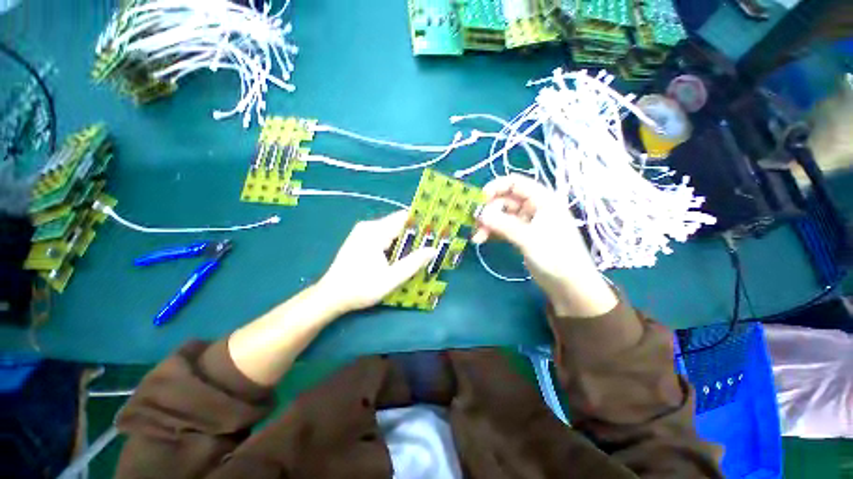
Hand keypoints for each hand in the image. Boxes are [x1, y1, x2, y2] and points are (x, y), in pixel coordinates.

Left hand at [316, 210, 437, 313]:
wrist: (330, 297)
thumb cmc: (360, 288)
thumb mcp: (391, 279)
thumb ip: (413, 263)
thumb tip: (433, 250)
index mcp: (375, 231)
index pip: (403, 218)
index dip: (421, 222)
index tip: (436, 230)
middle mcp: (368, 227)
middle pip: (398, 224)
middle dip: (415, 234)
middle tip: (431, 244)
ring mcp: (362, 232)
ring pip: (391, 231)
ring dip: (405, 240)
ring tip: (420, 252)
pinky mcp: (360, 240)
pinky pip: (383, 236)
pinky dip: (394, 244)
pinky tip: (401, 256)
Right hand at [472, 175, 616, 316]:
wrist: (570, 286)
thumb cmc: (556, 257)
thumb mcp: (529, 238)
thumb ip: (503, 224)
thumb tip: (479, 213)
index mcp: (542, 199)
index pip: (515, 183)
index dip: (495, 187)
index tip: (478, 199)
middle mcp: (534, 207)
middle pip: (505, 200)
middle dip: (488, 211)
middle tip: (475, 224)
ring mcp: (527, 222)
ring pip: (501, 215)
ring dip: (488, 223)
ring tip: (476, 237)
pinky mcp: (522, 235)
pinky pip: (503, 228)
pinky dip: (492, 232)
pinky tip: (481, 240)